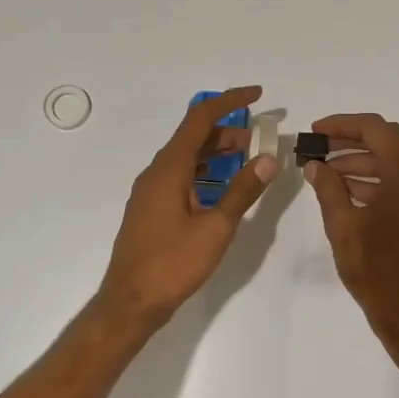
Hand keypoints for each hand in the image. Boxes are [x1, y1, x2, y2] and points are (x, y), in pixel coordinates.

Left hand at [97, 86, 279, 329]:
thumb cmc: (173, 263)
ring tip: (247, 161)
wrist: (130, 302)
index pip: (200, 118)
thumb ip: (243, 190)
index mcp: (170, 168)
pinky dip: (204, 172)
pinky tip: (222, 189)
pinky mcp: (150, 208)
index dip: (229, 101)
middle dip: (228, 131)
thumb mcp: (216, 227)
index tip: (258, 95)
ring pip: (186, 158)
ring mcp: (150, 191)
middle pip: (193, 136)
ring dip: (216, 153)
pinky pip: (180, 176)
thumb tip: (268, 158)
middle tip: (260, 139)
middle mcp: (156, 172)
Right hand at [304, 113, 398, 342]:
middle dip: (351, 139)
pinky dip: (372, 179)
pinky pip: (398, 182)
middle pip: (388, 141)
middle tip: (318, 148)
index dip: (343, 125)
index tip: (315, 132)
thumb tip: (315, 165)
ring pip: (393, 161)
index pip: (377, 130)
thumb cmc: (376, 270)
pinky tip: (344, 192)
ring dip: (360, 160)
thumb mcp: (343, 226)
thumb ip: (328, 189)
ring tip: (324, 172)